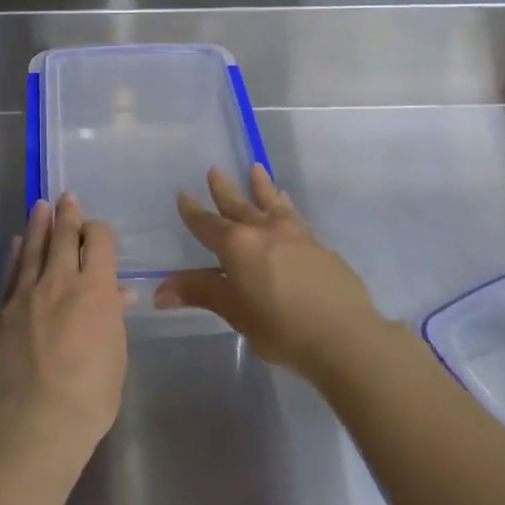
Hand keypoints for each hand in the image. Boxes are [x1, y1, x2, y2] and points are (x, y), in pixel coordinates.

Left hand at [0, 193, 127, 465]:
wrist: (31, 424)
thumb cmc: (88, 397)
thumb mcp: (114, 357)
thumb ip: (111, 318)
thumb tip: (115, 294)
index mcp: (94, 289)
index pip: (98, 241)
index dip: (99, 231)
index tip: (97, 230)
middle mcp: (57, 281)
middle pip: (62, 237)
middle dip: (66, 215)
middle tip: (66, 197)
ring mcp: (23, 295)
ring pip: (31, 249)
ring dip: (37, 226)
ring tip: (40, 206)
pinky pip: (9, 275)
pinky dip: (14, 257)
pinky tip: (14, 246)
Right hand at [154, 165, 384, 380]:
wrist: (345, 335)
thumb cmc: (280, 326)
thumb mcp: (234, 311)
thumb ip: (200, 293)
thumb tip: (160, 292)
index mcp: (236, 245)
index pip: (207, 224)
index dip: (193, 212)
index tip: (183, 195)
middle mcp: (263, 231)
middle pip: (239, 205)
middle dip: (225, 189)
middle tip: (215, 170)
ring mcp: (295, 235)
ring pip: (272, 203)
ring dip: (261, 187)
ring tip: (256, 169)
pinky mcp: (319, 246)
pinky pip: (294, 216)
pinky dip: (285, 206)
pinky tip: (288, 208)